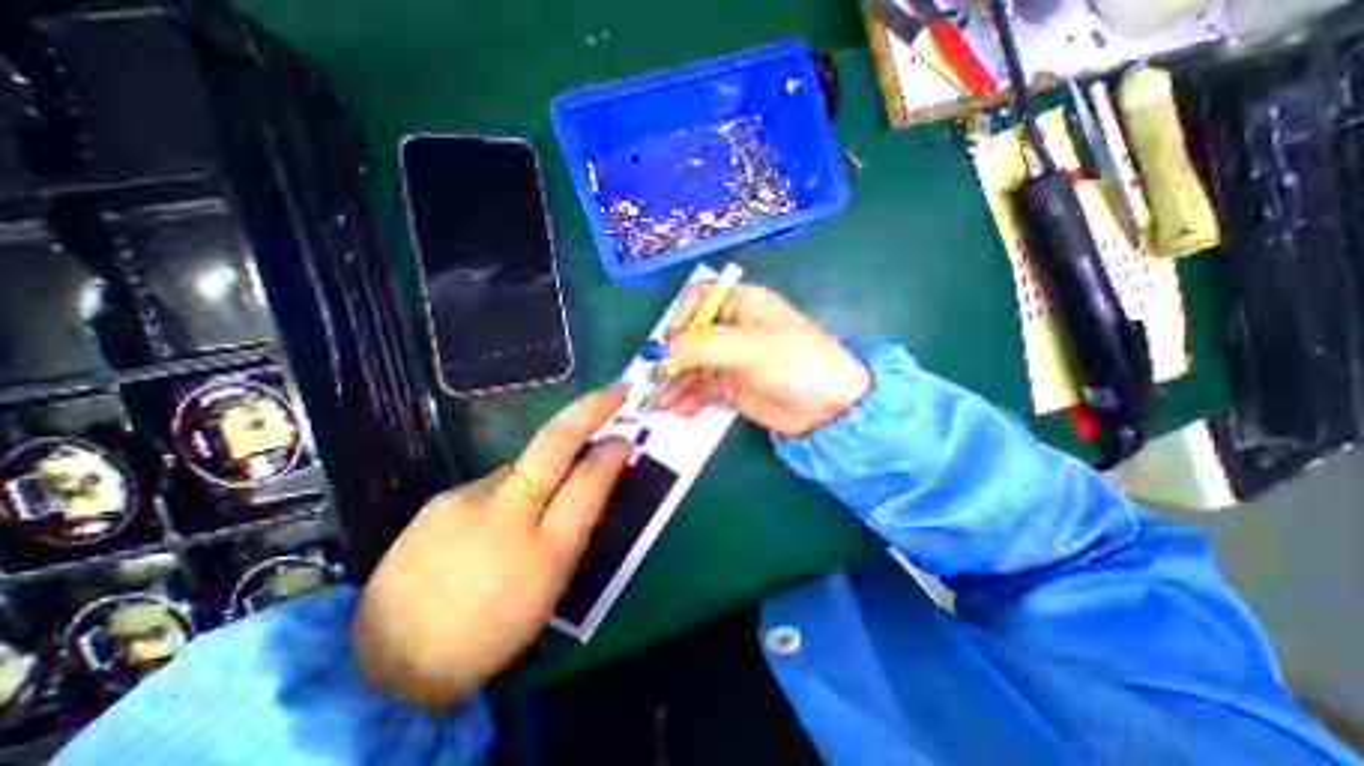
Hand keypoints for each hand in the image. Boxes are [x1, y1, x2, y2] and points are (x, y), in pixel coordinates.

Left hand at [350, 389, 626, 711]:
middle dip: (587, 411)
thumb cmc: (492, 629)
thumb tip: (591, 475)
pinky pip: (489, 486)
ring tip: (526, 516)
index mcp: (544, 551)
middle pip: (552, 445)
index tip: (625, 437)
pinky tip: (486, 527)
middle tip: (613, 392)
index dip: (610, 455)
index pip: (588, 483)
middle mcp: (506, 513)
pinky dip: (503, 495)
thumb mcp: (551, 585)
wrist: (391, 663)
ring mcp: (466, 499)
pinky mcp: (439, 500)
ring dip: (536, 476)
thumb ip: (574, 525)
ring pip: (519, 469)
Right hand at [653, 284, 867, 435]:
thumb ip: (703, 345)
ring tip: (661, 403)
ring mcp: (731, 359)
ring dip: (675, 382)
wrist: (830, 405)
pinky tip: (681, 410)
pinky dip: (689, 398)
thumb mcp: (749, 347)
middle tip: (655, 379)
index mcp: (741, 304)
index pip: (698, 300)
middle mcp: (732, 328)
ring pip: (692, 365)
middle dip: (671, 357)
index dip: (681, 319)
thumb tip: (665, 352)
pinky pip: (702, 388)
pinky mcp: (732, 386)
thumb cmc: (795, 361)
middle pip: (690, 336)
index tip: (672, 344)